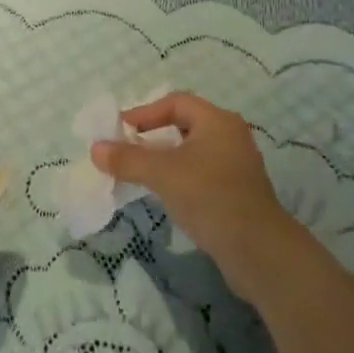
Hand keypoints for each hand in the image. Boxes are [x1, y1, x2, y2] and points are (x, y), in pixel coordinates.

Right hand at [92, 93, 301, 296]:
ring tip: (139, 172)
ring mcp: (236, 166)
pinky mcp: (237, 192)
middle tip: (126, 150)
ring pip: (192, 152)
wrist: (257, 250)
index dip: (145, 112)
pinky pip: (200, 174)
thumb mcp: (162, 173)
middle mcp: (230, 136)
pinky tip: (164, 194)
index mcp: (217, 121)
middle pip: (184, 125)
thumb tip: (95, 149)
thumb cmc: (209, 197)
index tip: (120, 130)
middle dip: (152, 136)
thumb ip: (127, 159)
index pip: (176, 102)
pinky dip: (178, 177)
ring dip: (164, 159)